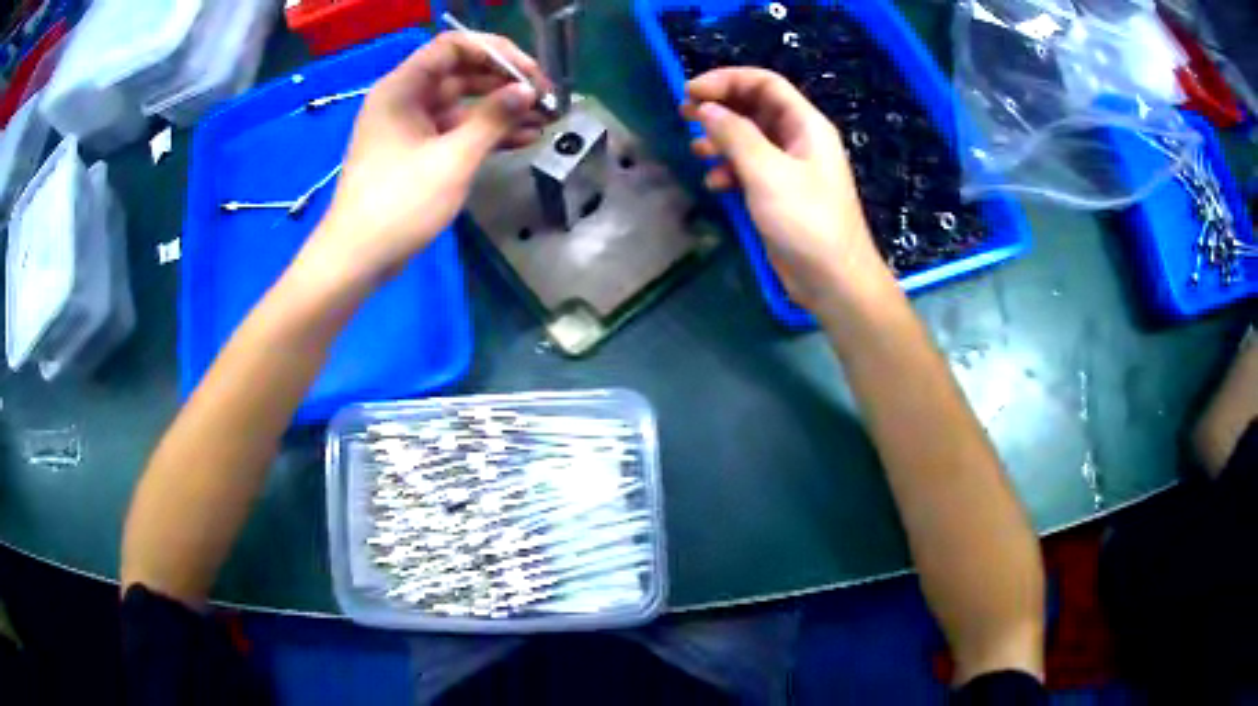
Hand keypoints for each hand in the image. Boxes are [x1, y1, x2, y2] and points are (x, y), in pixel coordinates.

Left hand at [301, 31, 549, 282]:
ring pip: (462, 105)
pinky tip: (522, 140)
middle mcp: (405, 100)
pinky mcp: (415, 153)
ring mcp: (410, 128)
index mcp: (402, 88)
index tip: (531, 74)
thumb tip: (528, 92)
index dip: (495, 53)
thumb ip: (493, 119)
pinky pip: (455, 131)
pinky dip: (484, 134)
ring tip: (545, 122)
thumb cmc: (399, 204)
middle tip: (546, 100)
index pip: (453, 47)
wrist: (358, 259)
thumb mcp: (451, 159)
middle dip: (505, 83)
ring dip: (501, 111)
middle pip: (461, 73)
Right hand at [682, 68, 888, 309]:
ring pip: (749, 138)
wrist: (832, 280)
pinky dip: (729, 170)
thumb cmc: (806, 221)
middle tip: (684, 113)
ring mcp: (789, 167)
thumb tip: (706, 108)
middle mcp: (798, 139)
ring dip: (720, 139)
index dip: (727, 80)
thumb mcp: (767, 172)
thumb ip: (734, 135)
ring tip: (696, 149)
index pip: (765, 84)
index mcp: (805, 125)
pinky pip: (749, 168)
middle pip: (755, 108)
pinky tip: (715, 183)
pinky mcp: (778, 193)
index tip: (690, 91)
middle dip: (720, 107)